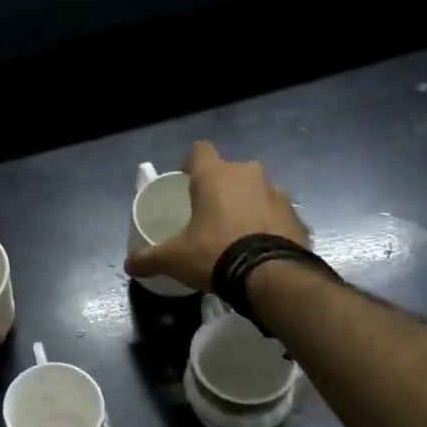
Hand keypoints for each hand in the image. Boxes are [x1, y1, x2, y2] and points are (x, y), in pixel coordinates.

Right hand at [124, 141, 310, 291]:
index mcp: (216, 175)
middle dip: (220, 188)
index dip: (190, 164)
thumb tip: (129, 265)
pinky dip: (267, 225)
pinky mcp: (297, 216)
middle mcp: (249, 174)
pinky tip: (257, 248)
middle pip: (229, 172)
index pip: (199, 150)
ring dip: (246, 205)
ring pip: (255, 191)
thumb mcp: (174, 258)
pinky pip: (276, 214)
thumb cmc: (214, 253)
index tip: (185, 182)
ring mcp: (278, 193)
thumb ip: (149, 258)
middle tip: (207, 214)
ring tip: (235, 234)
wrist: (272, 275)